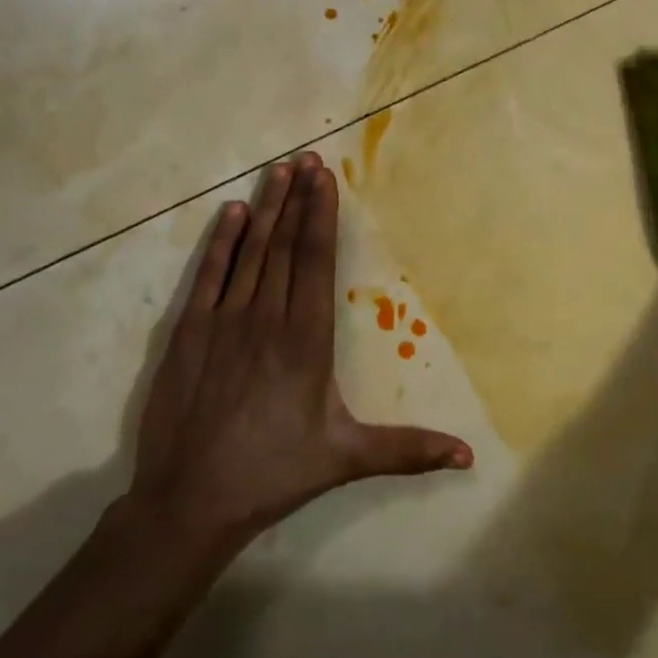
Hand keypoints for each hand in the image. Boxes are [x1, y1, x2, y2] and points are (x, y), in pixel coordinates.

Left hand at [126, 151, 471, 558]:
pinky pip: (208, 274)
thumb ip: (408, 450)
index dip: (321, 215)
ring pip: (250, 251)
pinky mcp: (187, 332)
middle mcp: (265, 317)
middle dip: (297, 198)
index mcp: (305, 338)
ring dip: (266, 207)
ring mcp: (223, 320)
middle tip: (306, 157)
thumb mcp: (346, 458)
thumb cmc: (274, 473)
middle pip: (284, 244)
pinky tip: (233, 213)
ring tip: (278, 170)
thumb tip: (469, 456)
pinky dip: (222, 241)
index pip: (315, 260)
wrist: (189, 500)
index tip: (325, 177)